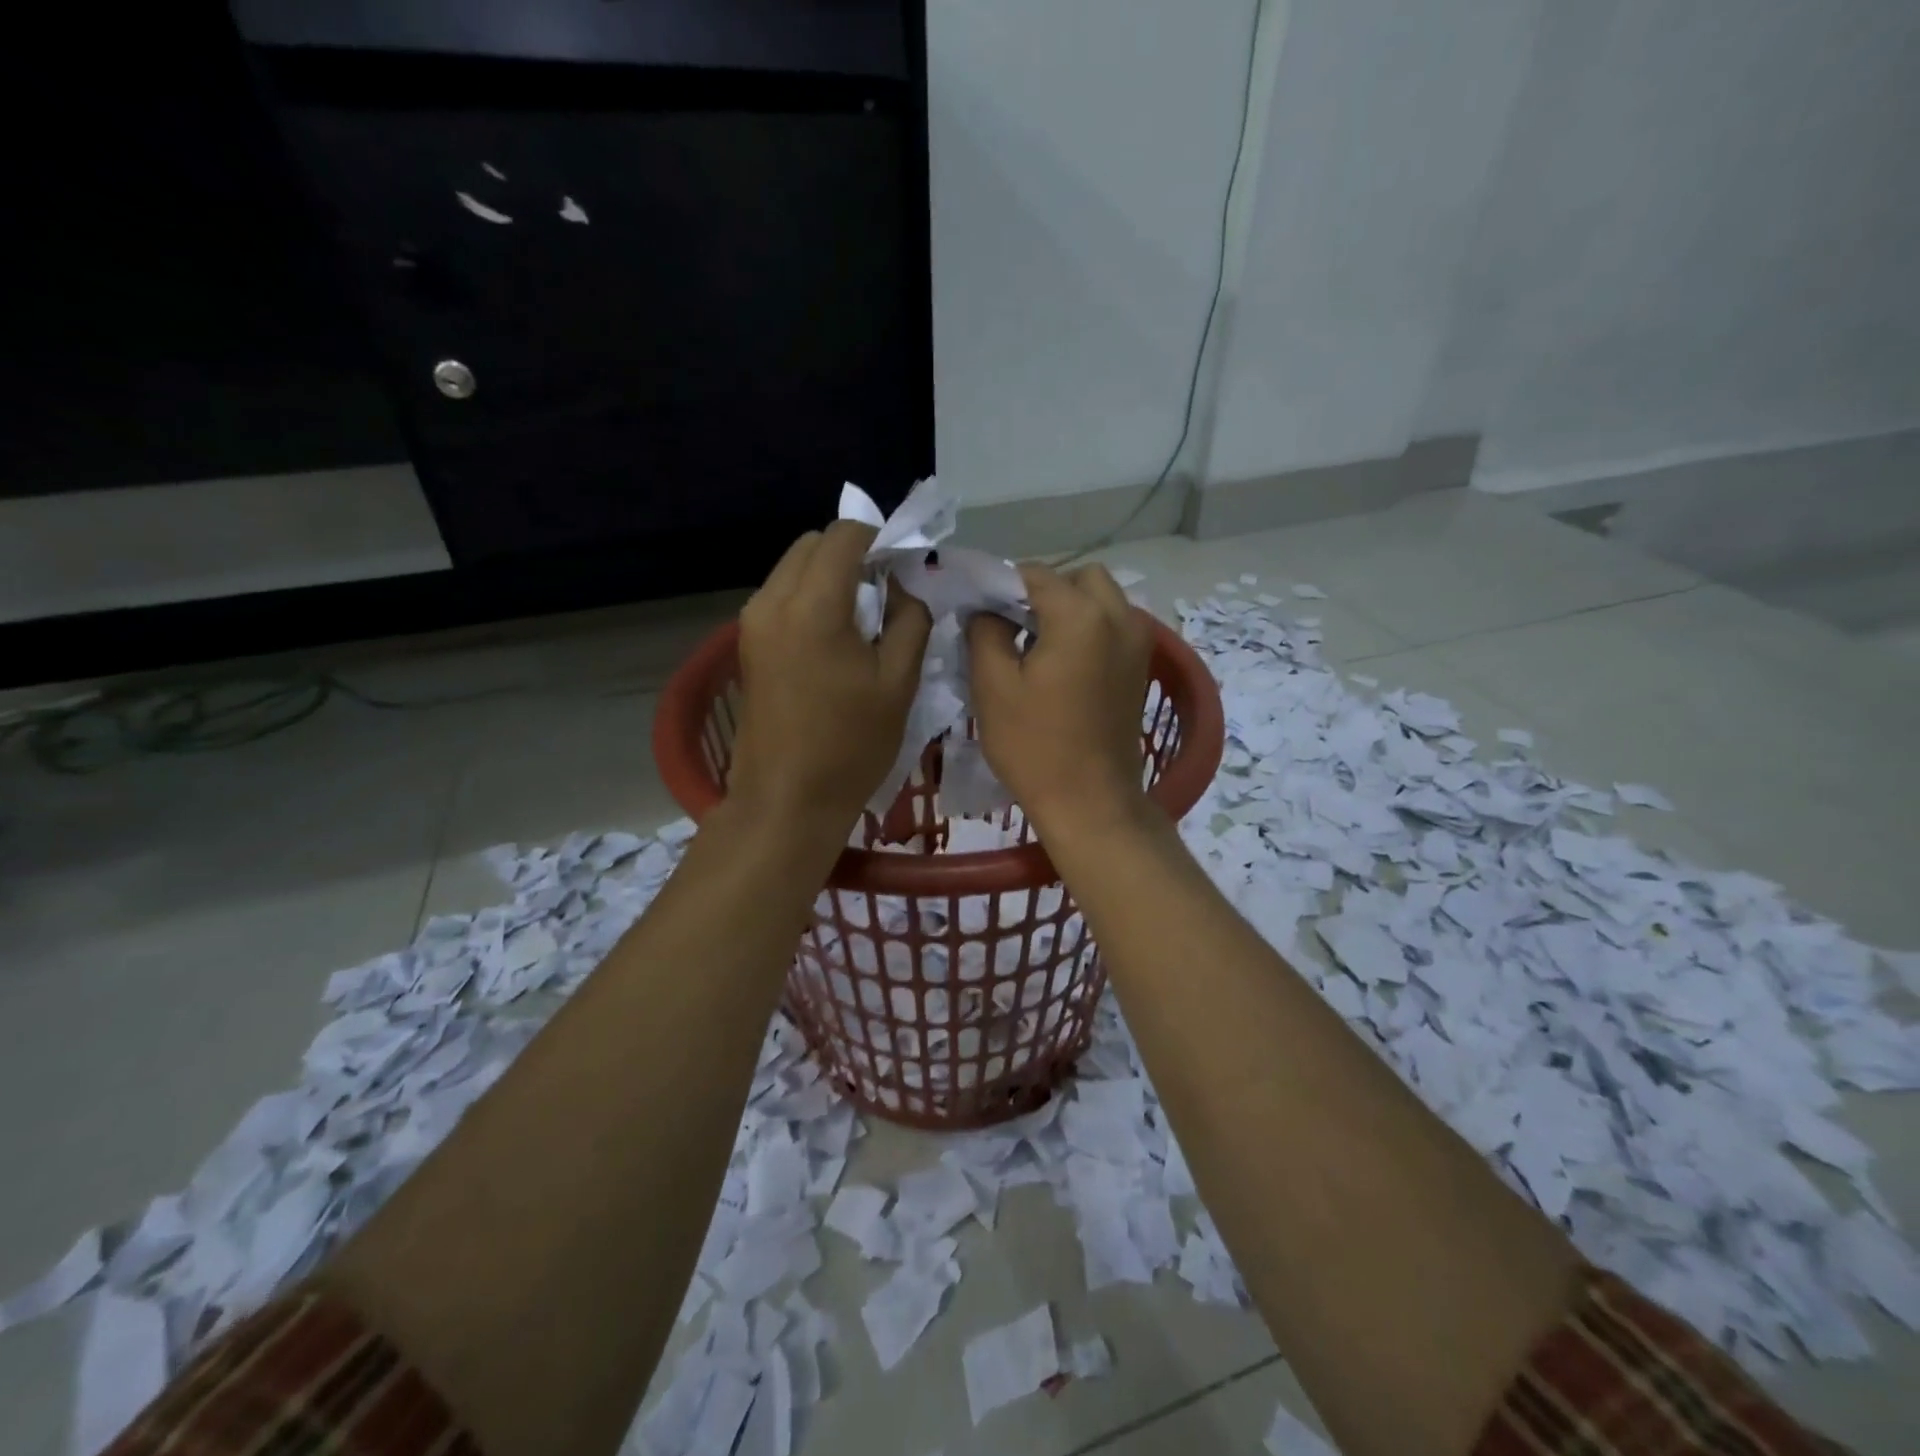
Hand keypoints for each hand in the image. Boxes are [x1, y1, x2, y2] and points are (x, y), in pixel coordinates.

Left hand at [728, 521, 932, 835]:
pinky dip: (810, 597)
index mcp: (813, 606)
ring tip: (862, 616)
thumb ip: (910, 619)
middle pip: (812, 545)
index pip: (845, 536)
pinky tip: (834, 636)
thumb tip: (905, 586)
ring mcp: (751, 622)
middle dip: (852, 554)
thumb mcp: (898, 682)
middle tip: (885, 590)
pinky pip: (781, 596)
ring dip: (829, 575)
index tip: (904, 567)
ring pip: (793, 568)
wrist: (787, 799)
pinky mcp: (746, 644)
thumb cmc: (851, 745)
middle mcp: (771, 601)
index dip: (880, 540)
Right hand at [967, 563, 1152, 836]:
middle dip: (1044, 591)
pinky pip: (1114, 625)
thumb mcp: (993, 686)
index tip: (978, 610)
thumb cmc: (1035, 746)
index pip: (1034, 575)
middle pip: (1078, 578)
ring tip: (1037, 645)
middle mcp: (1119, 617)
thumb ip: (984, 631)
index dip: (1001, 586)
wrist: (1091, 802)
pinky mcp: (1141, 666)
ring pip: (1102, 599)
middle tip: (1013, 625)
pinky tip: (1063, 663)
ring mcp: (1139, 642)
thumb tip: (987, 610)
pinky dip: (1089, 628)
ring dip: (1069, 608)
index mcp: (1081, 615)